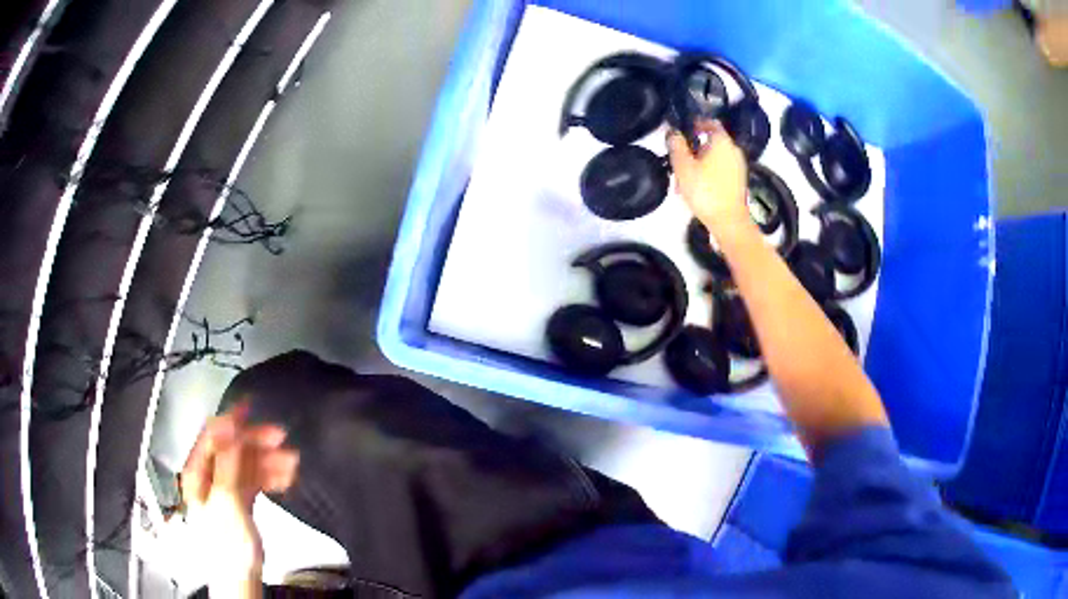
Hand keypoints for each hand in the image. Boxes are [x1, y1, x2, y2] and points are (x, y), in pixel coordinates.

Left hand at [181, 402, 298, 595]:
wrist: (240, 575)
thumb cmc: (228, 543)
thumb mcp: (227, 502)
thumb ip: (227, 465)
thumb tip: (229, 429)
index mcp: (198, 473)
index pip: (212, 438)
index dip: (229, 421)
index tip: (250, 407)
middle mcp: (209, 476)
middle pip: (232, 449)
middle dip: (255, 442)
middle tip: (280, 437)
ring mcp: (225, 488)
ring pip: (246, 464)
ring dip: (267, 460)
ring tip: (291, 463)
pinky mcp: (239, 500)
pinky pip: (254, 480)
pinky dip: (268, 476)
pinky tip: (284, 477)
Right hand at [667, 120, 751, 234]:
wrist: (728, 221)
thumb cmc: (705, 190)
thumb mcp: (683, 166)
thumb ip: (676, 145)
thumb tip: (673, 132)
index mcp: (722, 141)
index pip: (709, 122)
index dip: (695, 124)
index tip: (682, 131)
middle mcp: (733, 150)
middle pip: (711, 142)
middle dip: (693, 148)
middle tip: (678, 159)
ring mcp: (738, 166)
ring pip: (714, 158)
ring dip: (698, 163)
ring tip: (683, 178)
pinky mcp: (738, 181)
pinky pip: (720, 170)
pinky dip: (708, 173)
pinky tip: (695, 188)